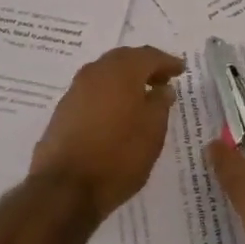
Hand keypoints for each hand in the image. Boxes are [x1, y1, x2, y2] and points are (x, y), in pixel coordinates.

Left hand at [31, 46, 184, 218]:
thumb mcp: (153, 131)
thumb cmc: (119, 156)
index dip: (167, 62)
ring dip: (125, 80)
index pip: (149, 56)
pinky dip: (109, 94)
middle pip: (124, 59)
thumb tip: (162, 88)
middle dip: (144, 66)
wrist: (65, 187)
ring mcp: (76, 89)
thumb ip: (160, 104)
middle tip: (162, 80)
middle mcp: (96, 71)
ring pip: (106, 74)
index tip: (181, 70)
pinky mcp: (63, 109)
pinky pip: (93, 91)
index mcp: (121, 70)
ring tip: (141, 97)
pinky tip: (117, 112)